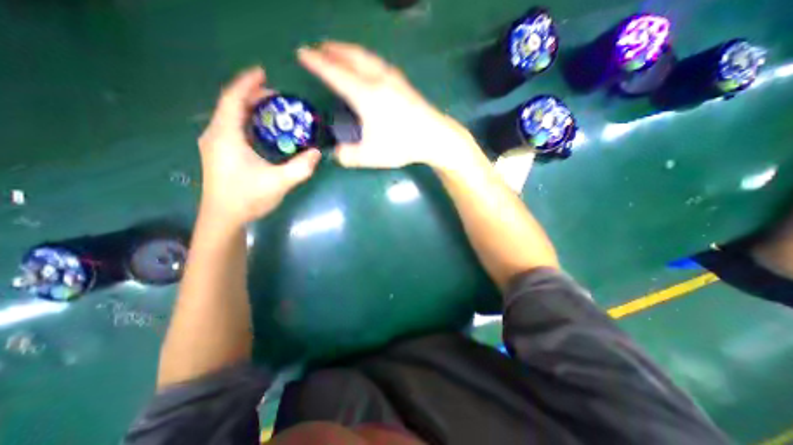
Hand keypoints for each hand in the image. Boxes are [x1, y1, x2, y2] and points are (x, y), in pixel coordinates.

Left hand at [198, 68, 322, 225]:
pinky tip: (263, 130)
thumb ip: (300, 168)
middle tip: (278, 97)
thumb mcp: (278, 182)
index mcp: (226, 136)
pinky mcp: (219, 153)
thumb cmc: (247, 198)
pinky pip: (232, 127)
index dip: (247, 83)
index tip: (263, 72)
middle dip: (253, 95)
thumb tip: (318, 153)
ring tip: (272, 110)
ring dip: (250, 108)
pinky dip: (248, 121)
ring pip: (231, 116)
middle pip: (231, 105)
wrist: (224, 217)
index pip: (233, 99)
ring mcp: (215, 144)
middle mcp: (216, 135)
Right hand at [299, 41, 480, 171]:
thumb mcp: (371, 156)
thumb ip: (349, 156)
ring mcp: (392, 79)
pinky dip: (365, 58)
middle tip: (319, 48)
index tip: (303, 54)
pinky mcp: (403, 84)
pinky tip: (367, 64)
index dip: (317, 63)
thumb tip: (336, 154)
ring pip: (366, 56)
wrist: (434, 137)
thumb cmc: (401, 145)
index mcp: (365, 95)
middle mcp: (377, 80)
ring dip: (348, 50)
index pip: (335, 74)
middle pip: (350, 57)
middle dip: (332, 50)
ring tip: (339, 51)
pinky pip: (378, 62)